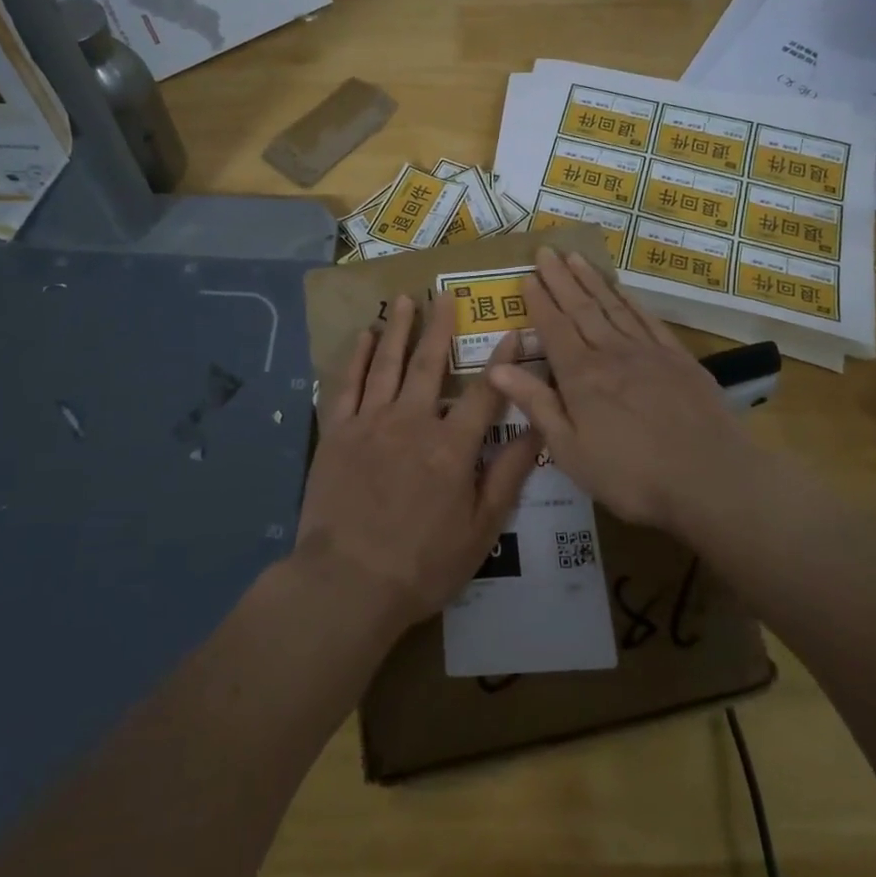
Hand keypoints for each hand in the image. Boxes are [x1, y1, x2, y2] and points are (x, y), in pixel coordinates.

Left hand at [297, 292, 540, 633]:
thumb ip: (508, 476)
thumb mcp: (481, 530)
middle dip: (440, 326)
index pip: (485, 392)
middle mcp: (412, 422)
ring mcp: (370, 423)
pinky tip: (365, 337)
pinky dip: (358, 358)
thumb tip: (538, 430)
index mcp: (452, 447)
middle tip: (446, 294)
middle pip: (430, 364)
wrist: (347, 583)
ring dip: (399, 329)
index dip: (503, 361)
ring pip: (388, 364)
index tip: (514, 332)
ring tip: (407, 299)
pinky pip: (348, 384)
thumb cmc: (422, 564)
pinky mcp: (337, 432)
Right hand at [487, 249, 758, 535]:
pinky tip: (621, 288)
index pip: (554, 328)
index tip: (527, 275)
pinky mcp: (678, 358)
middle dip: (561, 278)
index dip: (539, 301)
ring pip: (613, 306)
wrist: (712, 479)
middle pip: (581, 308)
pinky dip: (630, 299)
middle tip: (546, 249)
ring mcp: (648, 352)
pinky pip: (647, 319)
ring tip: (576, 257)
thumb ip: (537, 405)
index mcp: (581, 376)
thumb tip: (497, 368)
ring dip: (592, 280)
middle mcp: (612, 353)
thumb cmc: (632, 475)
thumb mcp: (571, 451)